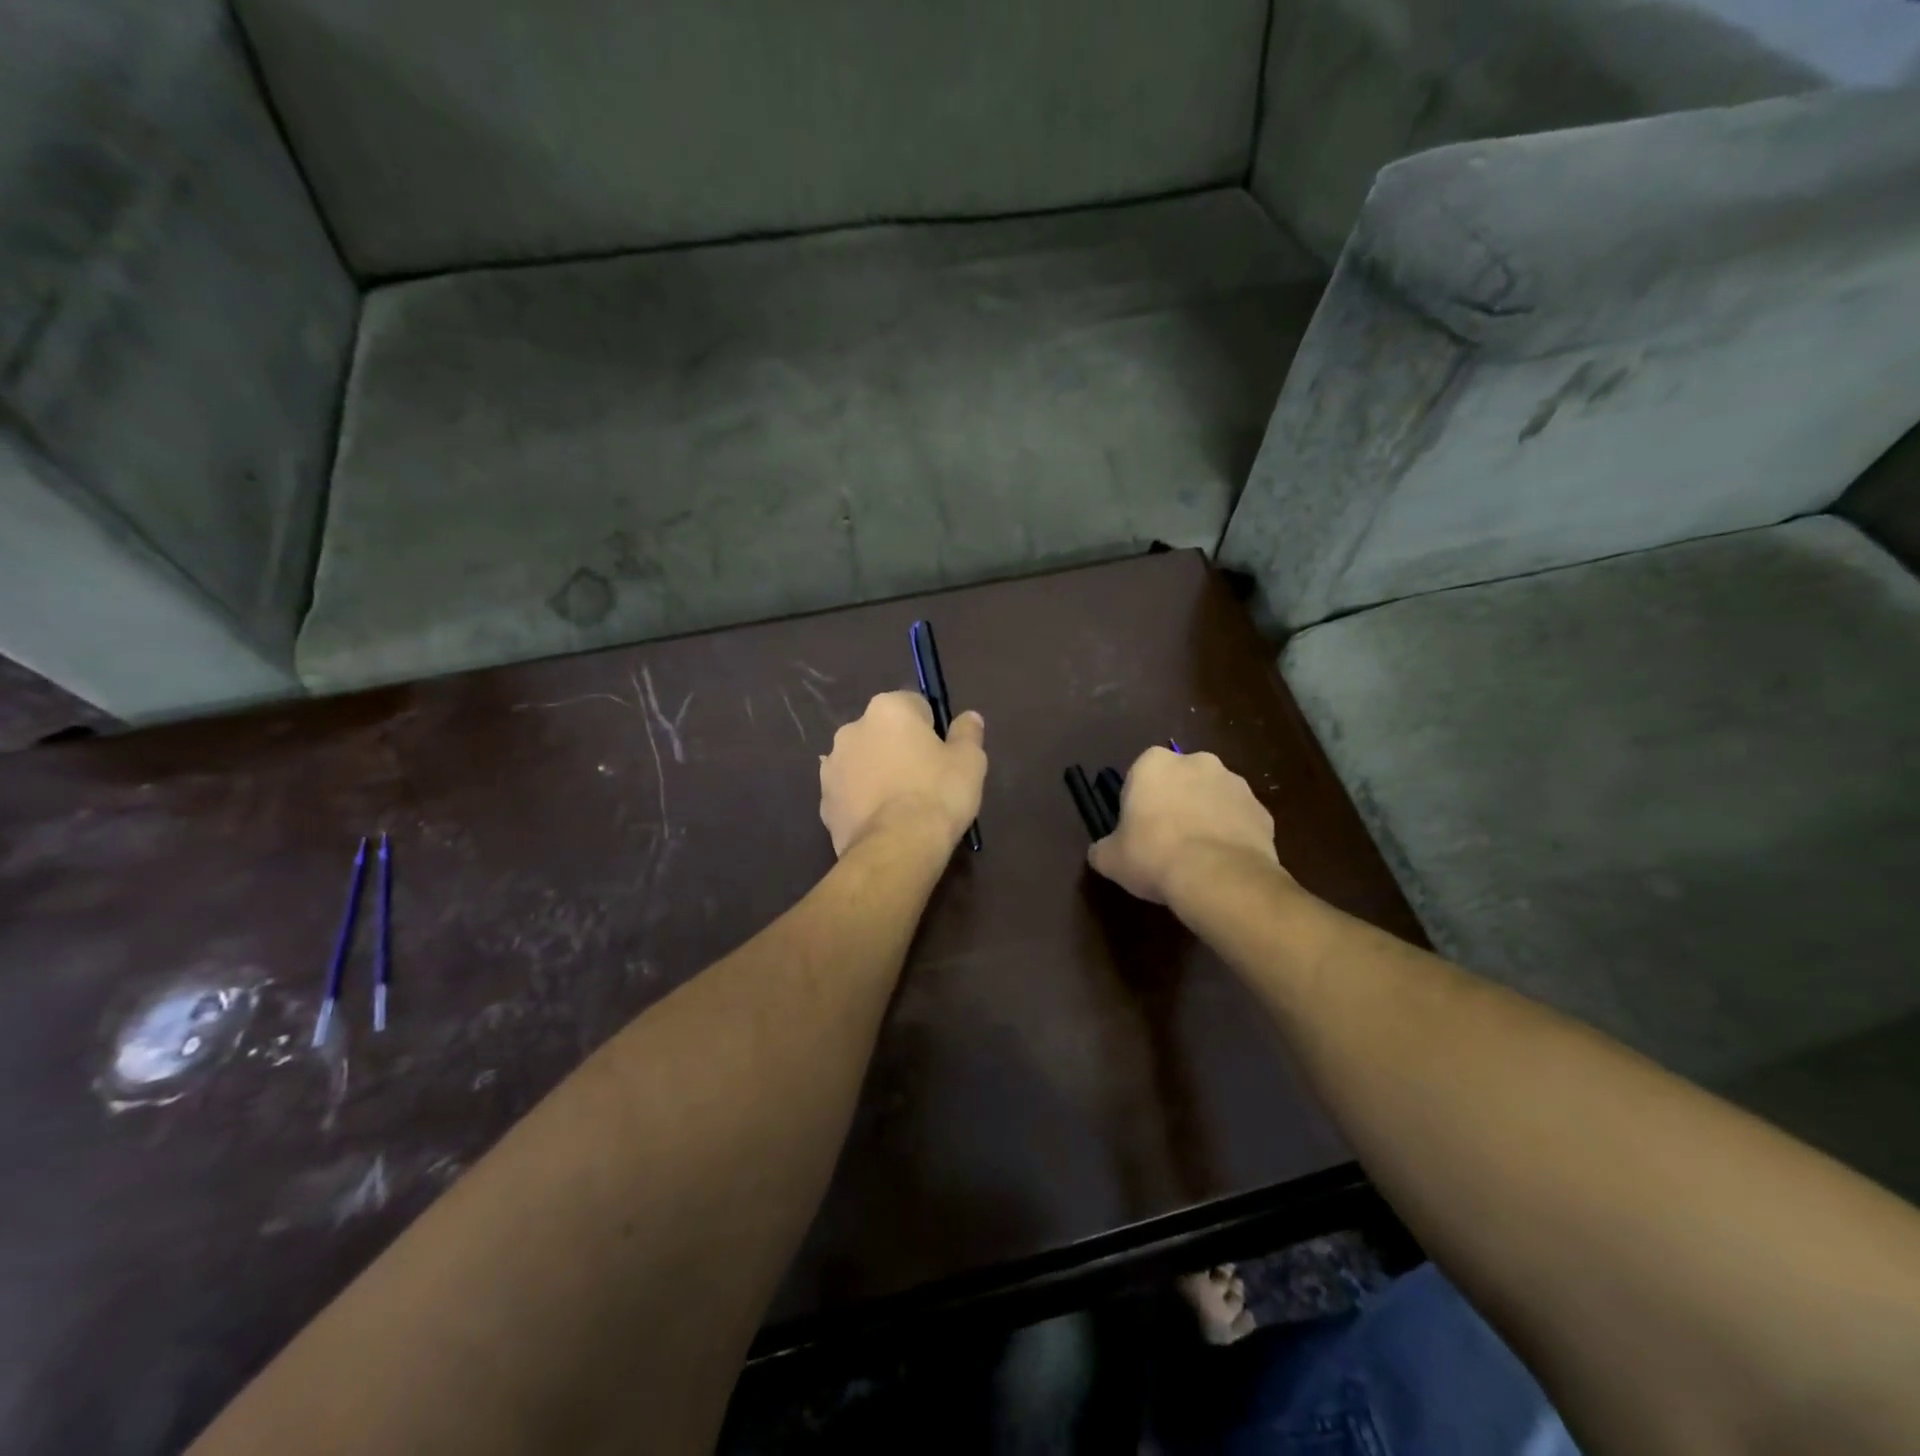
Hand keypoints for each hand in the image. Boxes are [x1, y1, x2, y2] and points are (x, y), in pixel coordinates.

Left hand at [820, 691, 986, 856]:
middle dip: (900, 748)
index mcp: (887, 709)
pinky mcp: (824, 801)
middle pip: (884, 732)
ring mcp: (832, 766)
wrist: (896, 848)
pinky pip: (849, 792)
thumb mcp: (970, 761)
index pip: (915, 705)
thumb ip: (968, 733)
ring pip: (863, 762)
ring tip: (901, 805)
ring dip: (878, 773)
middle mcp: (852, 728)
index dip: (932, 729)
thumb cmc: (937, 794)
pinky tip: (882, 821)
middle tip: (924, 780)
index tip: (942, 755)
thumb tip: (969, 717)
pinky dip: (863, 800)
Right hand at [1088, 747, 1284, 903]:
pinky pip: (1239, 820)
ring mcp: (1235, 783)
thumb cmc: (1153, 856)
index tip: (1138, 829)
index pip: (1141, 775)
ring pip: (1213, 798)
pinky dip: (1232, 835)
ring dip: (1206, 817)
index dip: (1139, 802)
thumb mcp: (1110, 859)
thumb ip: (1103, 848)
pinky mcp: (1262, 810)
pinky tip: (1223, 864)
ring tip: (1198, 857)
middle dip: (1176, 803)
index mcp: (1154, 763)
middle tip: (1167, 841)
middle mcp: (1197, 762)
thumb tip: (1101, 852)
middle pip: (1180, 780)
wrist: (1218, 877)